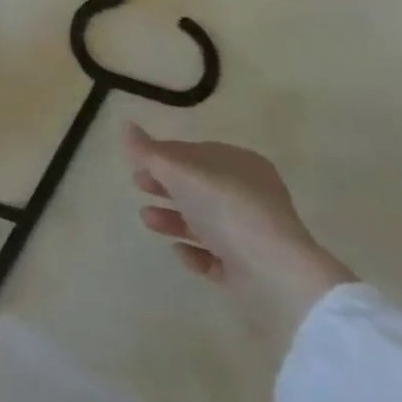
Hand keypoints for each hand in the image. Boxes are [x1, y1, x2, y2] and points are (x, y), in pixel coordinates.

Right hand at [125, 123, 355, 345]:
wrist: (275, 276)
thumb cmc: (226, 207)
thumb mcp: (179, 170)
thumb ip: (148, 151)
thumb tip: (126, 126)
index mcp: (240, 164)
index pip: (195, 153)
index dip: (164, 156)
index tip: (137, 163)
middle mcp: (250, 196)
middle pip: (199, 187)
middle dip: (166, 186)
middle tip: (137, 186)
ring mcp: (253, 235)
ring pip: (205, 221)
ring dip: (173, 218)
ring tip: (147, 220)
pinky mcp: (252, 271)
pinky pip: (216, 257)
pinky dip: (195, 251)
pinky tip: (178, 251)